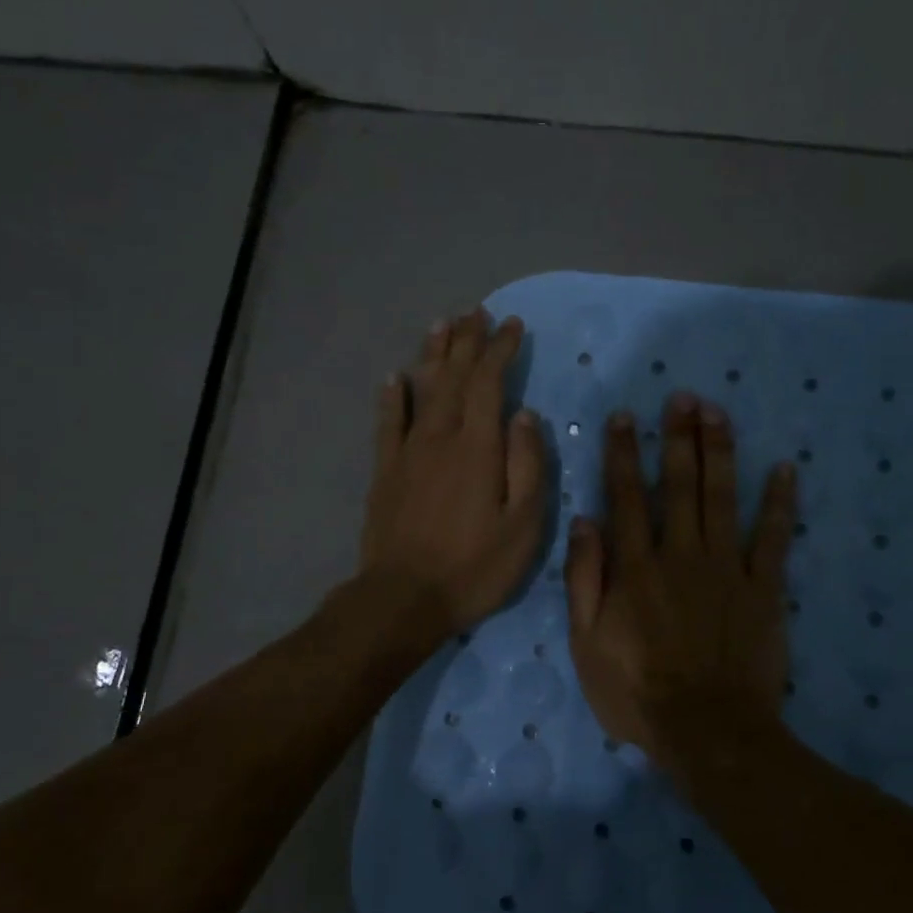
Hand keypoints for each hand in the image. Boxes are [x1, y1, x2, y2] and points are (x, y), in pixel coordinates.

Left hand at [359, 309, 547, 635]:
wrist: (404, 598)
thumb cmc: (474, 567)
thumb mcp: (523, 526)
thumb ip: (528, 466)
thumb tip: (526, 416)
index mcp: (478, 448)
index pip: (489, 384)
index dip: (500, 351)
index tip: (512, 326)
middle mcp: (440, 438)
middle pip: (453, 377)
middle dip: (467, 342)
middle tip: (476, 313)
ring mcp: (407, 453)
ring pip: (421, 391)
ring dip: (433, 355)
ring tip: (441, 325)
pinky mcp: (384, 472)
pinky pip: (388, 424)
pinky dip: (392, 397)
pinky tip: (395, 378)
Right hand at [565, 392, 797, 778]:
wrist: (708, 732)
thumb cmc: (636, 692)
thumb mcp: (586, 643)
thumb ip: (584, 579)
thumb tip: (584, 521)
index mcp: (635, 568)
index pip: (626, 497)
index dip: (623, 454)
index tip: (625, 417)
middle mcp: (680, 555)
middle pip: (678, 485)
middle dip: (678, 437)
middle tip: (682, 397)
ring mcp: (726, 569)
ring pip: (722, 498)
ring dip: (719, 452)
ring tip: (717, 412)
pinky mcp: (764, 589)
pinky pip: (774, 538)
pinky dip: (780, 503)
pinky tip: (786, 469)